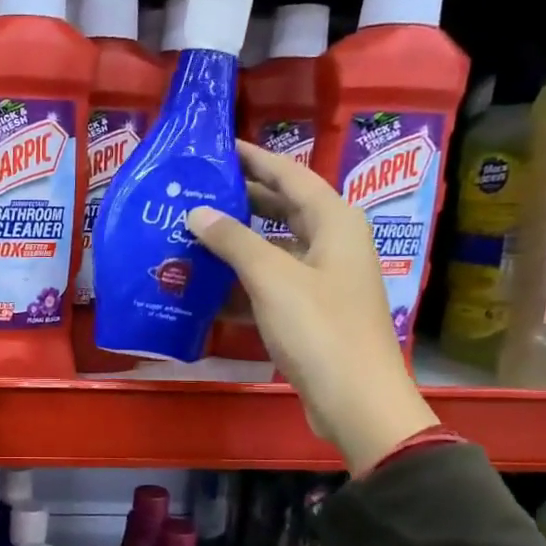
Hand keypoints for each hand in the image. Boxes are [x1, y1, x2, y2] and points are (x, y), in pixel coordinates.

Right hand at [188, 141, 439, 474]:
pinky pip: (271, 283)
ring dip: (236, 244)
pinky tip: (206, 288)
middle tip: (196, 191)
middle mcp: (333, 242)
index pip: (290, 175)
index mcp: (335, 221)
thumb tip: (197, 212)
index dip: (255, 159)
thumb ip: (233, 241)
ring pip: (274, 248)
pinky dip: (242, 282)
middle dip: (241, 200)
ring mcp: (323, 279)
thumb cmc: (319, 328)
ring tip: (191, 235)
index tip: (219, 147)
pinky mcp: (311, 311)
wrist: (355, 399)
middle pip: (283, 209)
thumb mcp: (272, 278)